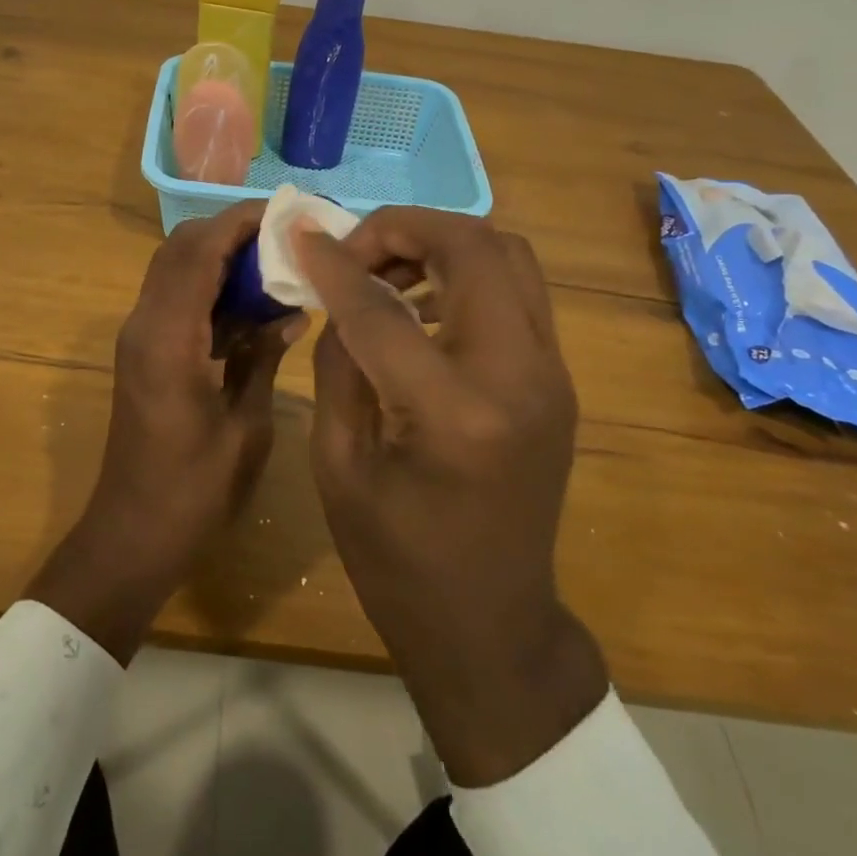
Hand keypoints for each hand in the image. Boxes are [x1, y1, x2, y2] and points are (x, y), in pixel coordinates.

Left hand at [28, 202, 304, 664]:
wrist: (132, 534)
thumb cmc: (194, 490)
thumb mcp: (245, 426)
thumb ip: (263, 357)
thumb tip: (290, 311)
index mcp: (168, 337)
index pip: (200, 251)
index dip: (242, 222)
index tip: (287, 213)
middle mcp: (144, 324)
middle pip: (181, 248)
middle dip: (231, 231)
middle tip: (285, 238)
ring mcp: (139, 337)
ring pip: (176, 268)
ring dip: (221, 256)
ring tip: (276, 263)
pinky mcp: (143, 352)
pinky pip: (176, 297)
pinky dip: (211, 286)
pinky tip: (253, 304)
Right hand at [295, 209, 608, 786]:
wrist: (493, 627)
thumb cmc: (398, 562)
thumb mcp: (340, 464)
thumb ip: (340, 362)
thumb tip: (338, 292)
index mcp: (456, 413)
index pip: (384, 307)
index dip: (334, 263)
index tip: (299, 234)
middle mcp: (521, 377)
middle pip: (474, 247)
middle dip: (404, 228)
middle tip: (353, 251)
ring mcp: (552, 374)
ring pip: (508, 255)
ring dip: (441, 243)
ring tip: (384, 270)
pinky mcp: (557, 378)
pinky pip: (516, 291)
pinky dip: (466, 273)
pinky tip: (420, 303)